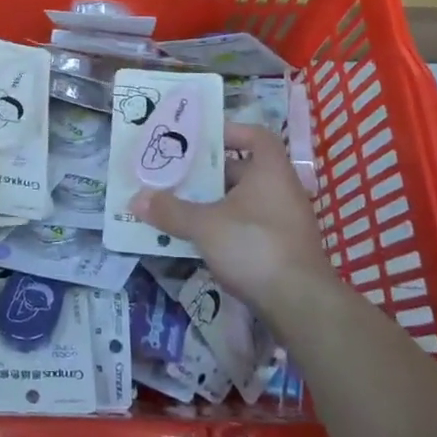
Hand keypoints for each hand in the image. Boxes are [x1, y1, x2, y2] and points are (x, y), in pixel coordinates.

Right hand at [131, 123, 330, 308]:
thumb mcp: (205, 225)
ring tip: (179, 205)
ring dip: (214, 203)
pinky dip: (224, 228)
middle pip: (243, 170)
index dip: (229, 132)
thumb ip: (171, 210)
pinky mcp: (281, 250)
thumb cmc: (255, 246)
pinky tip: (198, 240)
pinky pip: (248, 227)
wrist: (301, 305)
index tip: (200, 139)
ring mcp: (284, 222)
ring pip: (243, 202)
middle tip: (176, 174)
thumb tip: (136, 199)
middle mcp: (282, 191)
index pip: (256, 136)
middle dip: (209, 173)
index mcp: (270, 171)